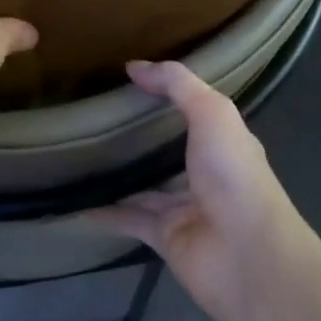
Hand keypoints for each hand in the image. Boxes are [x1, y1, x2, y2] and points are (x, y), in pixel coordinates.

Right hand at [87, 60, 311, 320]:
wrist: (246, 255)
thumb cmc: (233, 174)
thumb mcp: (211, 112)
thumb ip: (177, 84)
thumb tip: (134, 65)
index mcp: (223, 142)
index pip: (194, 112)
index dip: (167, 95)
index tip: (129, 78)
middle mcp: (206, 173)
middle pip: (167, 151)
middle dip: (138, 136)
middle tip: (96, 116)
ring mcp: (184, 207)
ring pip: (144, 186)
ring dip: (117, 174)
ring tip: (78, 155)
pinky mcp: (164, 237)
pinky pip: (128, 220)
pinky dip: (103, 212)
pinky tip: (74, 201)